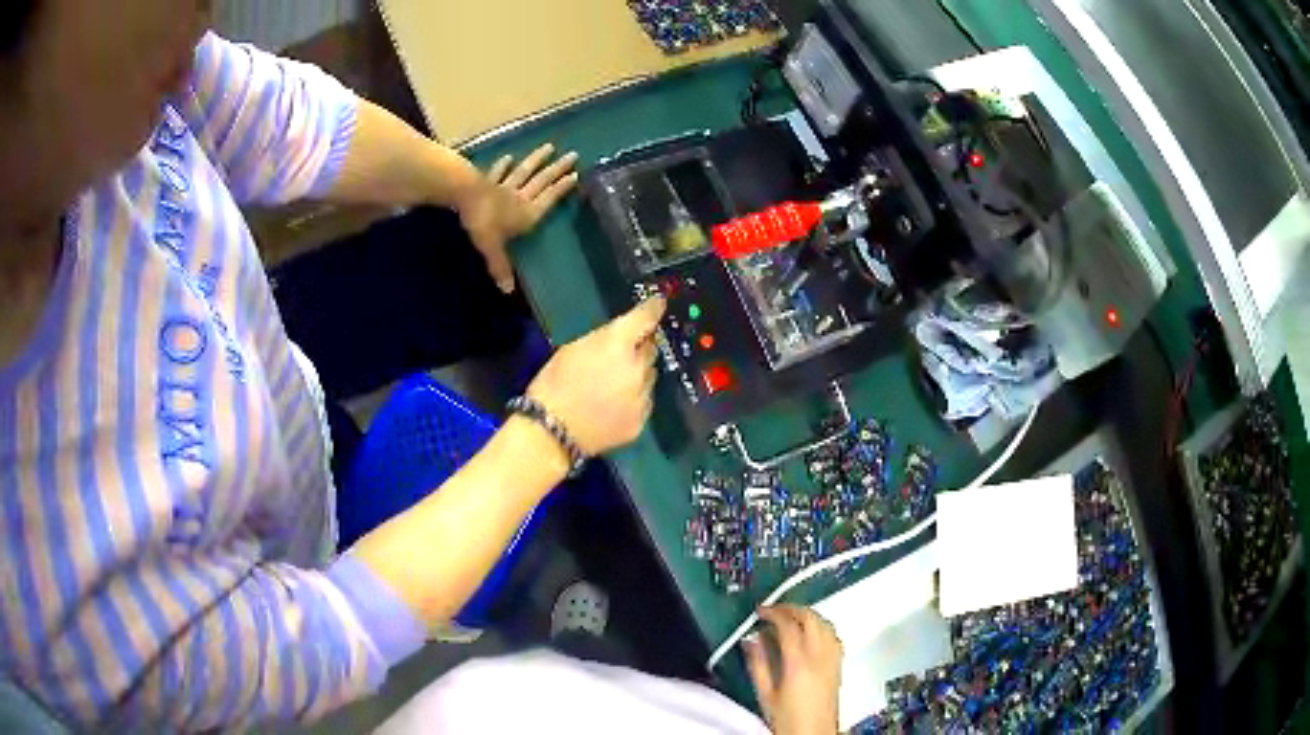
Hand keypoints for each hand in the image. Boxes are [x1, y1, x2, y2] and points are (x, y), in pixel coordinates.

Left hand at [460, 143, 579, 293]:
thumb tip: (508, 291)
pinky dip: (504, 165)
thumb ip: (501, 267)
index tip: (576, 175)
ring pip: (524, 172)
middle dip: (557, 169)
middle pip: (541, 181)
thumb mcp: (492, 249)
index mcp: (527, 213)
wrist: (463, 196)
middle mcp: (520, 197)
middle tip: (573, 154)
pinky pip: (498, 172)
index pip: (549, 199)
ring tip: (549, 147)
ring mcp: (504, 187)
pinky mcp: (488, 181)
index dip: (562, 188)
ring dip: (537, 160)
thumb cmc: (483, 222)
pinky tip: (509, 157)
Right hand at [526, 297, 665, 456]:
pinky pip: (645, 402)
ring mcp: (642, 396)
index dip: (654, 309)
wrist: (550, 430)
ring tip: (616, 384)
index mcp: (617, 344)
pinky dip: (635, 400)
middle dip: (641, 348)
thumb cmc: (553, 384)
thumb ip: (604, 339)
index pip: (646, 318)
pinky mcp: (641, 421)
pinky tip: (615, 406)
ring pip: (650, 377)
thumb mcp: (573, 348)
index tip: (659, 304)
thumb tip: (624, 336)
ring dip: (639, 375)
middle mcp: (637, 367)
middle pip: (651, 349)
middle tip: (624, 354)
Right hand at [745, 606, 842, 734]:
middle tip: (775, 609)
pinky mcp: (839, 665)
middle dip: (792, 608)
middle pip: (811, 618)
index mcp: (799, 662)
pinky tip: (812, 633)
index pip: (788, 625)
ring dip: (808, 615)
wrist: (813, 733)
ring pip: (825, 624)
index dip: (773, 612)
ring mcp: (833, 659)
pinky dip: (821, 627)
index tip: (761, 611)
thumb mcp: (765, 694)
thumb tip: (751, 641)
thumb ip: (758, 664)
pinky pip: (833, 636)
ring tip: (791, 617)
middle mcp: (820, 656)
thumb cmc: (788, 720)